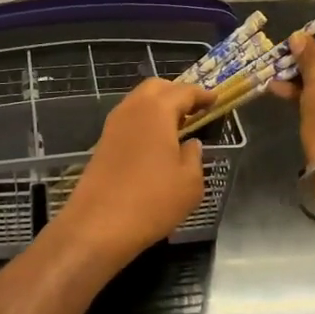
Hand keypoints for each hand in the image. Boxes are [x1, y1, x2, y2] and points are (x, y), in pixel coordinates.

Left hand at [53, 77, 211, 264]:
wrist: (98, 225)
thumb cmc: (152, 201)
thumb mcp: (189, 182)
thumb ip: (194, 156)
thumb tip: (190, 144)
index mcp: (156, 111)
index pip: (183, 91)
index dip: (201, 94)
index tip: (215, 100)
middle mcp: (131, 110)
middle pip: (155, 88)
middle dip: (176, 93)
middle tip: (195, 109)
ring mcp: (112, 126)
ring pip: (138, 102)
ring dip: (158, 107)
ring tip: (177, 126)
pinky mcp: (102, 144)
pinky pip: (128, 121)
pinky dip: (145, 122)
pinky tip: (156, 143)